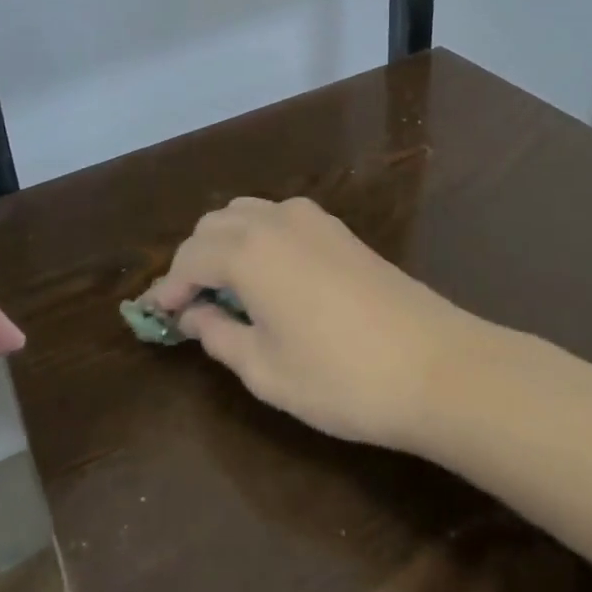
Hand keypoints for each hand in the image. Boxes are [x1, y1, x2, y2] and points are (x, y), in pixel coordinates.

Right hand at [143, 197, 473, 450]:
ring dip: (225, 242)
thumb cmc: (340, 378)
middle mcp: (275, 220)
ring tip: (225, 289)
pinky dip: (258, 237)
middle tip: (190, 306)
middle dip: (193, 260)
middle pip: (214, 225)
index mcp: (248, 251)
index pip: (189, 258)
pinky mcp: (339, 229)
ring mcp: (312, 219)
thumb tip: (197, 315)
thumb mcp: (265, 370)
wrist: (434, 365)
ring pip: (247, 213)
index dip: (169, 288)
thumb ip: (220, 336)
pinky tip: (268, 275)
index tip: (157, 317)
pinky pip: (279, 217)